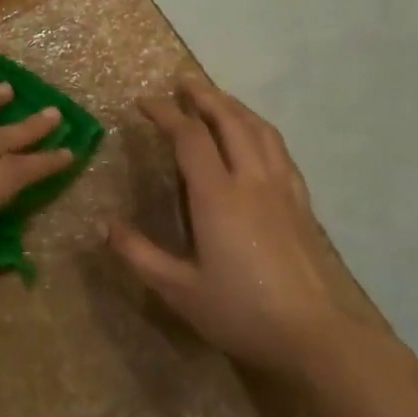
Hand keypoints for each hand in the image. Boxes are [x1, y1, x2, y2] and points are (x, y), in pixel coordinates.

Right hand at [106, 77, 380, 379]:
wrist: (313, 334)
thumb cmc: (240, 312)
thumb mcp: (178, 289)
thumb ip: (138, 254)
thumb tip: (104, 225)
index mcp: (217, 196)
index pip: (190, 138)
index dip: (166, 114)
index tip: (144, 102)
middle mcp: (251, 181)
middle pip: (229, 121)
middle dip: (204, 96)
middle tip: (183, 81)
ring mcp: (282, 189)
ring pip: (259, 130)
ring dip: (234, 107)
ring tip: (217, 99)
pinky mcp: (301, 203)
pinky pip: (280, 151)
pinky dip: (261, 131)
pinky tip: (257, 139)